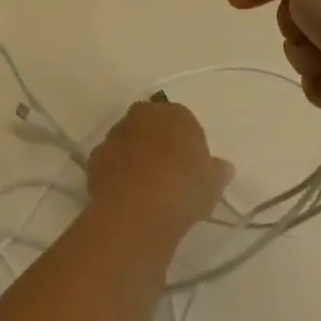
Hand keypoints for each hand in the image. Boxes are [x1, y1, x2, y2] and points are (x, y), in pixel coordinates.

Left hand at [85, 100, 234, 237]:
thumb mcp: (212, 184)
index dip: (184, 144)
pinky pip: (110, 163)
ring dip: (133, 157)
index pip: (182, 121)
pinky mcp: (96, 157)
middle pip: (151, 125)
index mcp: (176, 113)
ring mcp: (116, 134)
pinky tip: (125, 197)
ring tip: (143, 189)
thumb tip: (224, 168)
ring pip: (127, 142)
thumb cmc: (185, 187)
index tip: (189, 167)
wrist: (140, 207)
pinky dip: (115, 174)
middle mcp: (144, 115)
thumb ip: (217, 172)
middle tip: (166, 174)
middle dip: (155, 143)